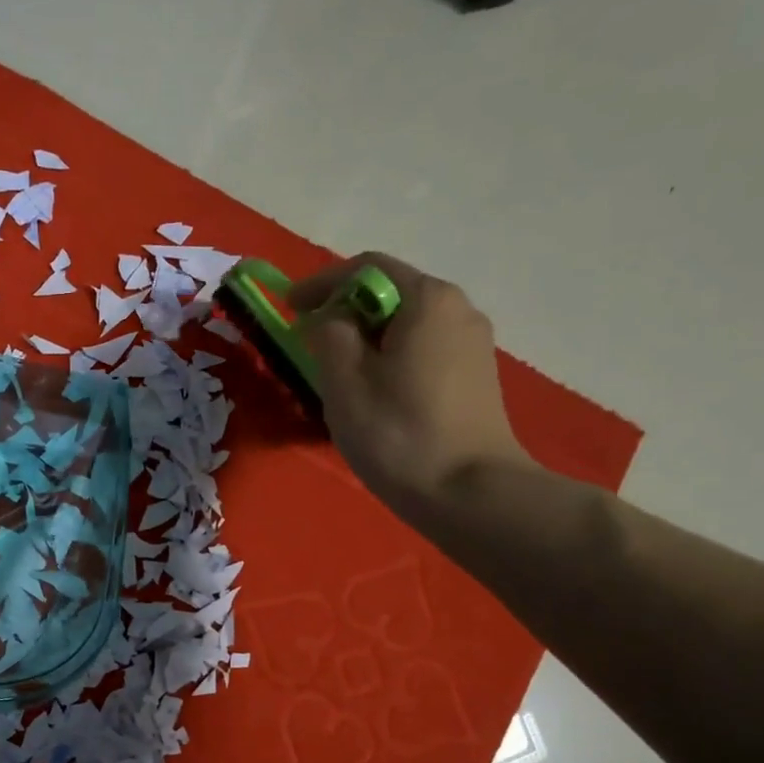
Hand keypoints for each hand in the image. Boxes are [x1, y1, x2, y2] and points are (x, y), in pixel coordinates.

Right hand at [289, 254, 533, 507]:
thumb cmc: (398, 433)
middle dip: (345, 312)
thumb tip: (328, 320)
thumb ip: (329, 335)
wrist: (469, 493)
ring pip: (407, 326)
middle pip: (390, 294)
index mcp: (427, 300)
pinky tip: (374, 393)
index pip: (366, 269)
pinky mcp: (475, 378)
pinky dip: (390, 358)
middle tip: (310, 343)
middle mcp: (458, 310)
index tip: (288, 307)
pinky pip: (422, 351)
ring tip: (337, 373)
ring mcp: (472, 344)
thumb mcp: (345, 381)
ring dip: (367, 339)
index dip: (320, 284)